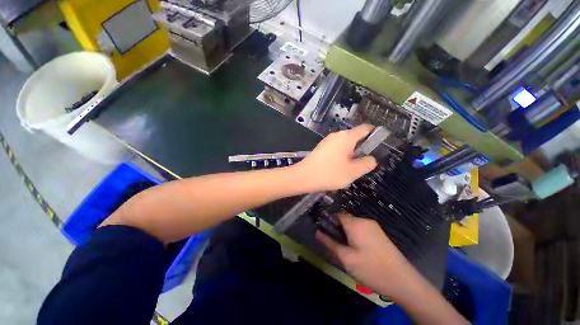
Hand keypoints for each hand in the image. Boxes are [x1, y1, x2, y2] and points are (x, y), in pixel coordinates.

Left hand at [296, 124, 377, 191]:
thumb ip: (367, 164)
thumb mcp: (353, 171)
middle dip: (362, 149)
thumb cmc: (329, 173)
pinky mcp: (321, 148)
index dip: (375, 134)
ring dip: (351, 154)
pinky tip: (339, 168)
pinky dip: (341, 156)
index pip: (365, 128)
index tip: (380, 145)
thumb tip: (371, 159)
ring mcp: (327, 141)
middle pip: (355, 137)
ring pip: (345, 145)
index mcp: (346, 137)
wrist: (303, 176)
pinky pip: (336, 149)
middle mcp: (337, 135)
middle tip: (364, 164)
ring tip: (351, 169)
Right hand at [316, 213, 416, 299]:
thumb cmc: (371, 269)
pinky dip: (356, 236)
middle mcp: (364, 220)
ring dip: (347, 234)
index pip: (337, 215)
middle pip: (345, 220)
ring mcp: (374, 226)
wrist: (403, 281)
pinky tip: (359, 251)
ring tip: (348, 251)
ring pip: (353, 225)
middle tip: (337, 246)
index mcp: (355, 224)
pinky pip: (362, 229)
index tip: (325, 233)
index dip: (329, 222)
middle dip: (338, 230)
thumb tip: (317, 232)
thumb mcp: (346, 258)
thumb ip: (330, 243)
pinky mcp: (379, 233)